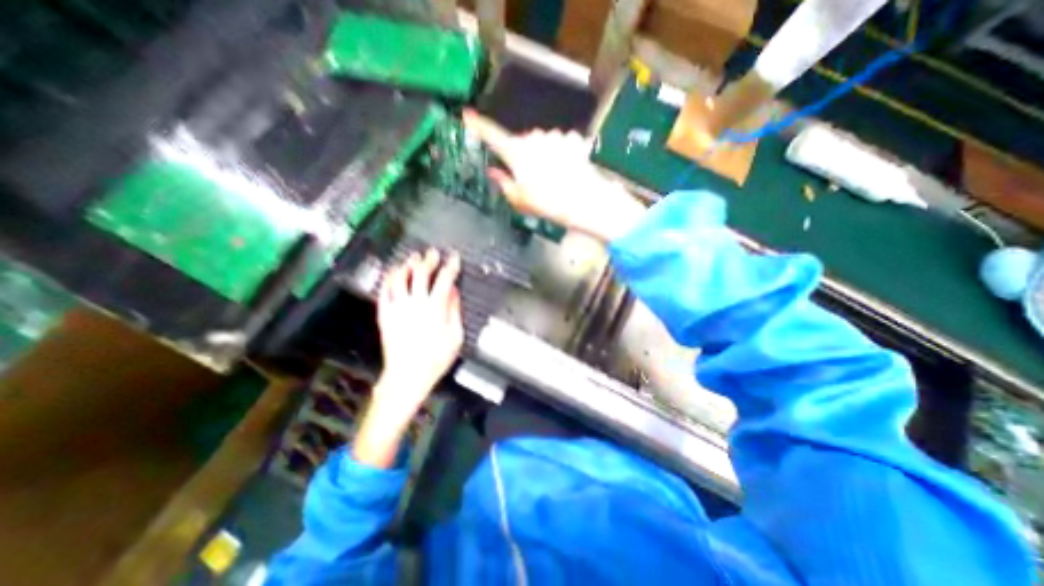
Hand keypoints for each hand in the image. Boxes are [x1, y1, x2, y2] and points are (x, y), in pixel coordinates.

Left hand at [353, 249, 462, 469]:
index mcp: (435, 309)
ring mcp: (397, 308)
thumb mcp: (455, 337)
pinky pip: (384, 292)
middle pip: (421, 274)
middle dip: (429, 260)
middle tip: (433, 253)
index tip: (454, 258)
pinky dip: (389, 279)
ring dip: (407, 265)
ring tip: (412, 258)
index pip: (444, 280)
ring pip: (399, 278)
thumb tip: (453, 292)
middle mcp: (415, 304)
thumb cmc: (435, 359)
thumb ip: (455, 311)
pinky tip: (393, 274)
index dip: (450, 266)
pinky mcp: (385, 315)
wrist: (407, 376)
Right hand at [463, 109, 645, 239]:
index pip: (492, 135)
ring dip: (545, 154)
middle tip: (533, 178)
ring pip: (543, 142)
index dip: (479, 125)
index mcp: (516, 152)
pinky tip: (568, 168)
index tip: (467, 115)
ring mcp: (554, 136)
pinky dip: (562, 151)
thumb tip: (493, 171)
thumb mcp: (519, 200)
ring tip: (554, 176)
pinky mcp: (571, 138)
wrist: (582, 200)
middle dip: (525, 155)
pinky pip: (561, 142)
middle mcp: (533, 138)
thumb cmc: (546, 203)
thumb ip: (504, 183)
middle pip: (522, 141)